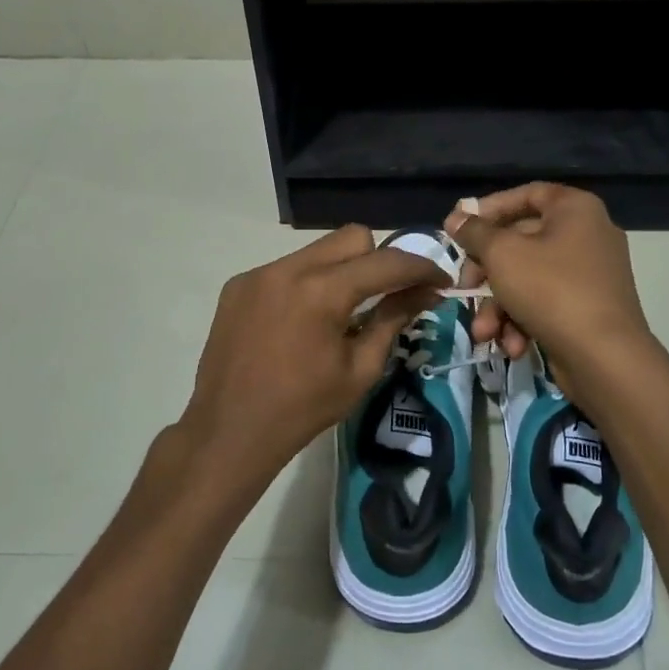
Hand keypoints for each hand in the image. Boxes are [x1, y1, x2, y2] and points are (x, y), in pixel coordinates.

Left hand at [173, 225, 445, 504]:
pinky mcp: (239, 285)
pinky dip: (308, 282)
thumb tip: (425, 293)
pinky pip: (287, 268)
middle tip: (389, 294)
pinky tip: (304, 320)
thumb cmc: (303, 409)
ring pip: (318, 250)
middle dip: (379, 260)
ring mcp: (258, 273)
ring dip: (342, 270)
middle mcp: (288, 269)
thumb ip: (393, 320)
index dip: (421, 268)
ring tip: (345, 309)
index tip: (439, 281)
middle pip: (352, 238)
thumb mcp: (360, 370)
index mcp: (322, 292)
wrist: (229, 431)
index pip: (386, 262)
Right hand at [446, 183, 654, 402]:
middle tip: (464, 289)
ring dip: (498, 306)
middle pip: (520, 242)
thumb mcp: (502, 254)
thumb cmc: (551, 290)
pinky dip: (523, 321)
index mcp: (575, 209)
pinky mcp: (587, 308)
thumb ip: (475, 233)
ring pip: (527, 279)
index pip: (525, 194)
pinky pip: (545, 303)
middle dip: (485, 273)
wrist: (605, 358)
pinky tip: (512, 346)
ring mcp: (589, 274)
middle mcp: (587, 234)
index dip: (488, 209)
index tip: (459, 229)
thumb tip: (455, 218)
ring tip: (484, 332)